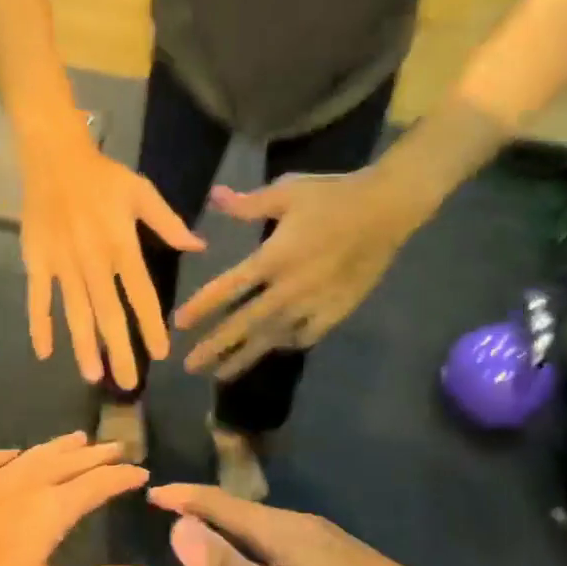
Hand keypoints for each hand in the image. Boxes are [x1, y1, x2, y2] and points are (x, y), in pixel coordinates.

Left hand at [0, 433, 161, 565]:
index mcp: (50, 509)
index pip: (97, 484)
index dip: (121, 477)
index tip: (142, 471)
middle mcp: (25, 484)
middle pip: (68, 462)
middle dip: (96, 455)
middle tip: (118, 446)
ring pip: (34, 455)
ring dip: (60, 447)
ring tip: (77, 438)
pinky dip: (11, 454)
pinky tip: (10, 454)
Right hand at [20, 126, 203, 388]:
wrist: (53, 158)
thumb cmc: (102, 177)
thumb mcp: (142, 192)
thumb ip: (169, 223)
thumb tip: (199, 246)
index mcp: (121, 246)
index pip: (141, 295)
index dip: (151, 326)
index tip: (160, 354)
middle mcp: (93, 262)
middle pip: (108, 314)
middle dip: (119, 351)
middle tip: (127, 385)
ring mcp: (62, 264)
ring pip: (75, 313)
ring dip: (84, 346)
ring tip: (93, 376)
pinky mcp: (37, 262)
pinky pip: (38, 298)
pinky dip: (39, 325)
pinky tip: (44, 352)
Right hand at [150, 485, 461, 565]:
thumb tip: (178, 526)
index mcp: (281, 529)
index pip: (220, 504)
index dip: (184, 498)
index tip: (151, 492)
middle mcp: (302, 526)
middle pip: (242, 511)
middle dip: (204, 510)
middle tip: (171, 514)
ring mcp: (328, 544)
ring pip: (265, 529)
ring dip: (231, 529)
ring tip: (207, 538)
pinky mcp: (345, 565)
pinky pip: (285, 546)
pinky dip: (257, 547)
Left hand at [176, 169, 420, 379]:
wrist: (387, 209)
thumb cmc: (333, 196)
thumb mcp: (286, 191)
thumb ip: (248, 203)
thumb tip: (214, 197)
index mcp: (272, 259)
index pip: (228, 288)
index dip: (202, 307)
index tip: (179, 324)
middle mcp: (288, 289)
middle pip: (245, 324)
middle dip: (216, 346)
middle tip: (190, 366)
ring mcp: (314, 304)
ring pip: (273, 337)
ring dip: (246, 356)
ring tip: (222, 375)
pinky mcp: (338, 310)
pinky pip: (307, 335)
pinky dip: (289, 343)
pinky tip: (277, 348)